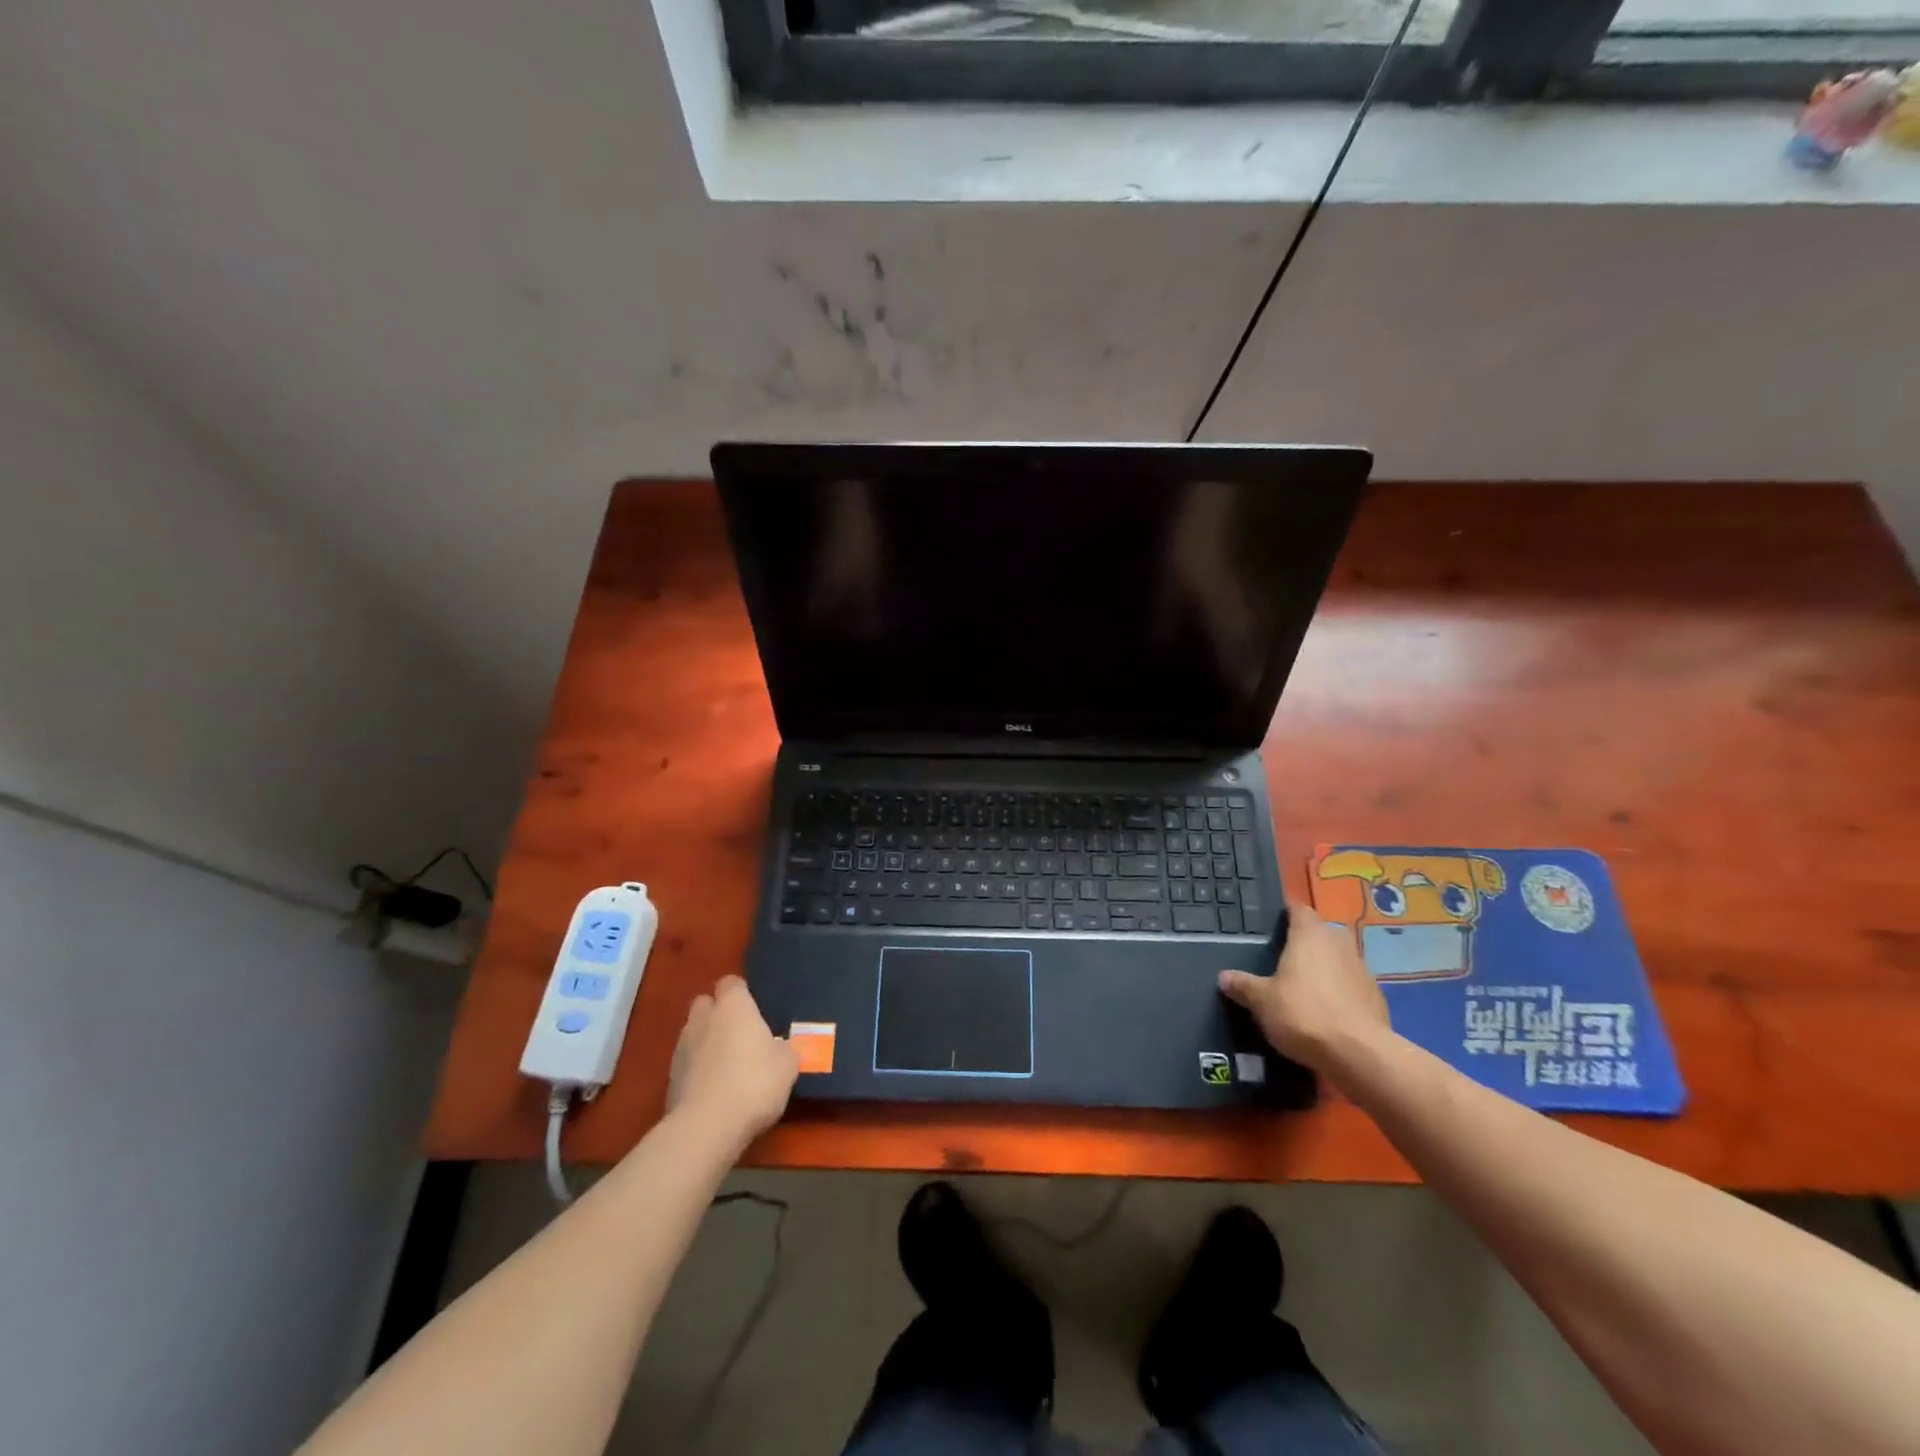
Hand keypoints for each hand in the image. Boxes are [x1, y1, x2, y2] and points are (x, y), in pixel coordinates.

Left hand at [667, 976, 797, 1149]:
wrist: (707, 1126)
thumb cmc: (755, 1082)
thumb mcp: (788, 1065)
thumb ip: (784, 1049)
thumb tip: (781, 1048)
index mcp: (733, 1006)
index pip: (732, 983)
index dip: (742, 994)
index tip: (755, 1009)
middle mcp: (703, 1019)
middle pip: (706, 1003)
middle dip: (717, 1014)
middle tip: (739, 1034)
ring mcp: (682, 1048)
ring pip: (693, 1033)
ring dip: (706, 1042)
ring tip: (726, 1065)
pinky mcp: (669, 1079)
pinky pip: (686, 1063)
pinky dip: (697, 1070)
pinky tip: (713, 1089)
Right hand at [1218, 901, 1390, 1074]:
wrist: (1360, 1055)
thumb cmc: (1304, 1014)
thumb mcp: (1262, 1001)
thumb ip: (1243, 985)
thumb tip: (1223, 976)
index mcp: (1310, 936)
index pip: (1299, 909)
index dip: (1287, 911)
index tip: (1273, 919)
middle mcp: (1339, 944)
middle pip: (1323, 932)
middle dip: (1308, 941)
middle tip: (1286, 956)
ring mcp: (1363, 970)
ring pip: (1341, 959)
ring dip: (1327, 967)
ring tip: (1305, 986)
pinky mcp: (1377, 998)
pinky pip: (1353, 986)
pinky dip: (1341, 992)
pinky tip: (1327, 1011)